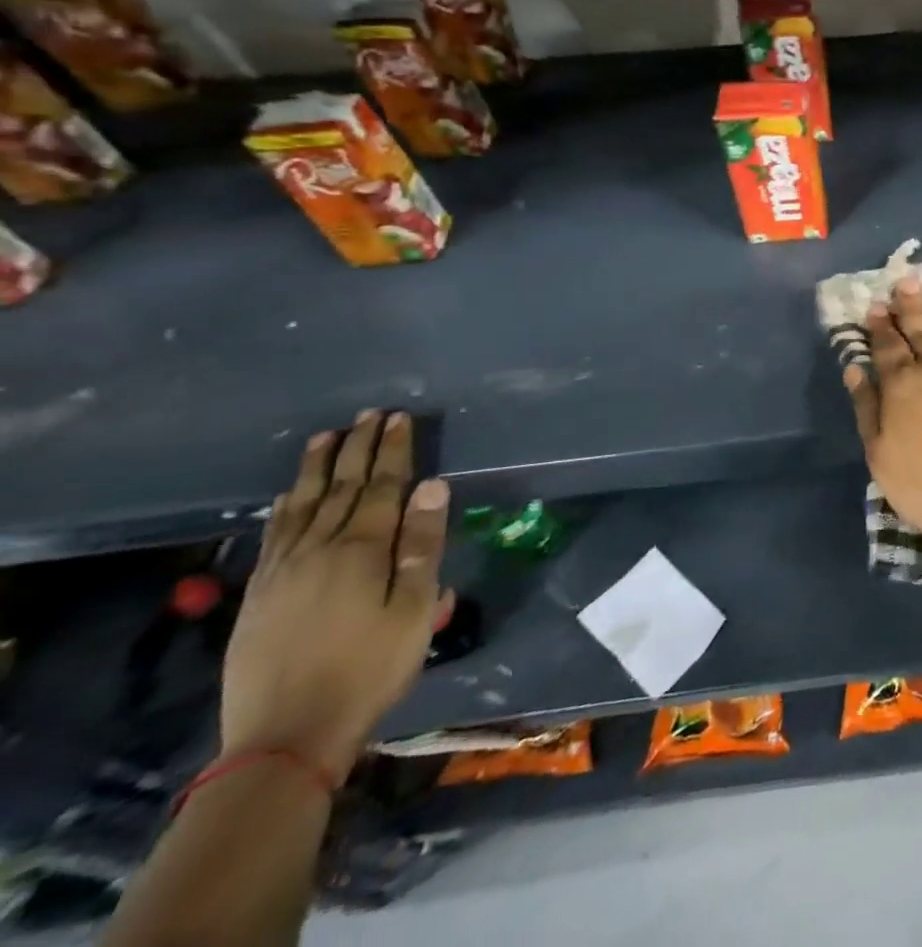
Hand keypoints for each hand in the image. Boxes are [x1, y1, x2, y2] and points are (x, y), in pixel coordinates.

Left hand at [220, 411, 448, 781]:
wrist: (285, 738)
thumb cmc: (370, 668)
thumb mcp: (415, 608)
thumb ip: (423, 544)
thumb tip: (432, 486)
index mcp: (362, 550)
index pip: (381, 486)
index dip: (391, 450)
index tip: (398, 418)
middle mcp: (318, 549)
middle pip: (340, 487)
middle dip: (356, 448)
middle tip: (368, 414)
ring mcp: (281, 571)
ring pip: (301, 505)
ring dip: (316, 468)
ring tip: (325, 437)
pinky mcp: (257, 595)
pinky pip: (272, 536)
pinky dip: (283, 508)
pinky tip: (285, 497)